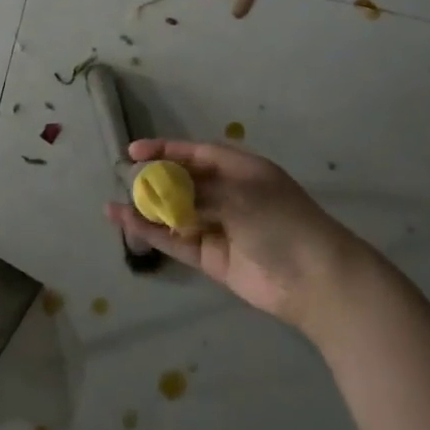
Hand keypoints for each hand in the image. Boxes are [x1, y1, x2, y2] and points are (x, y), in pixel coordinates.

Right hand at [105, 140, 370, 337]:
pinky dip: (153, 232)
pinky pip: (177, 240)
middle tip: (124, 179)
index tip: (134, 151)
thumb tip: (164, 195)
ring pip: (176, 213)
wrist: (314, 279)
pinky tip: (128, 223)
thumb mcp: (240, 196)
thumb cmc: (282, 223)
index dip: (166, 150)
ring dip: (148, 208)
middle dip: (154, 180)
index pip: (197, 152)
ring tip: (114, 204)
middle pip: (184, 182)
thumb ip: (198, 193)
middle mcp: (229, 195)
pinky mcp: (212, 258)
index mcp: (242, 170)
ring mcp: (219, 227)